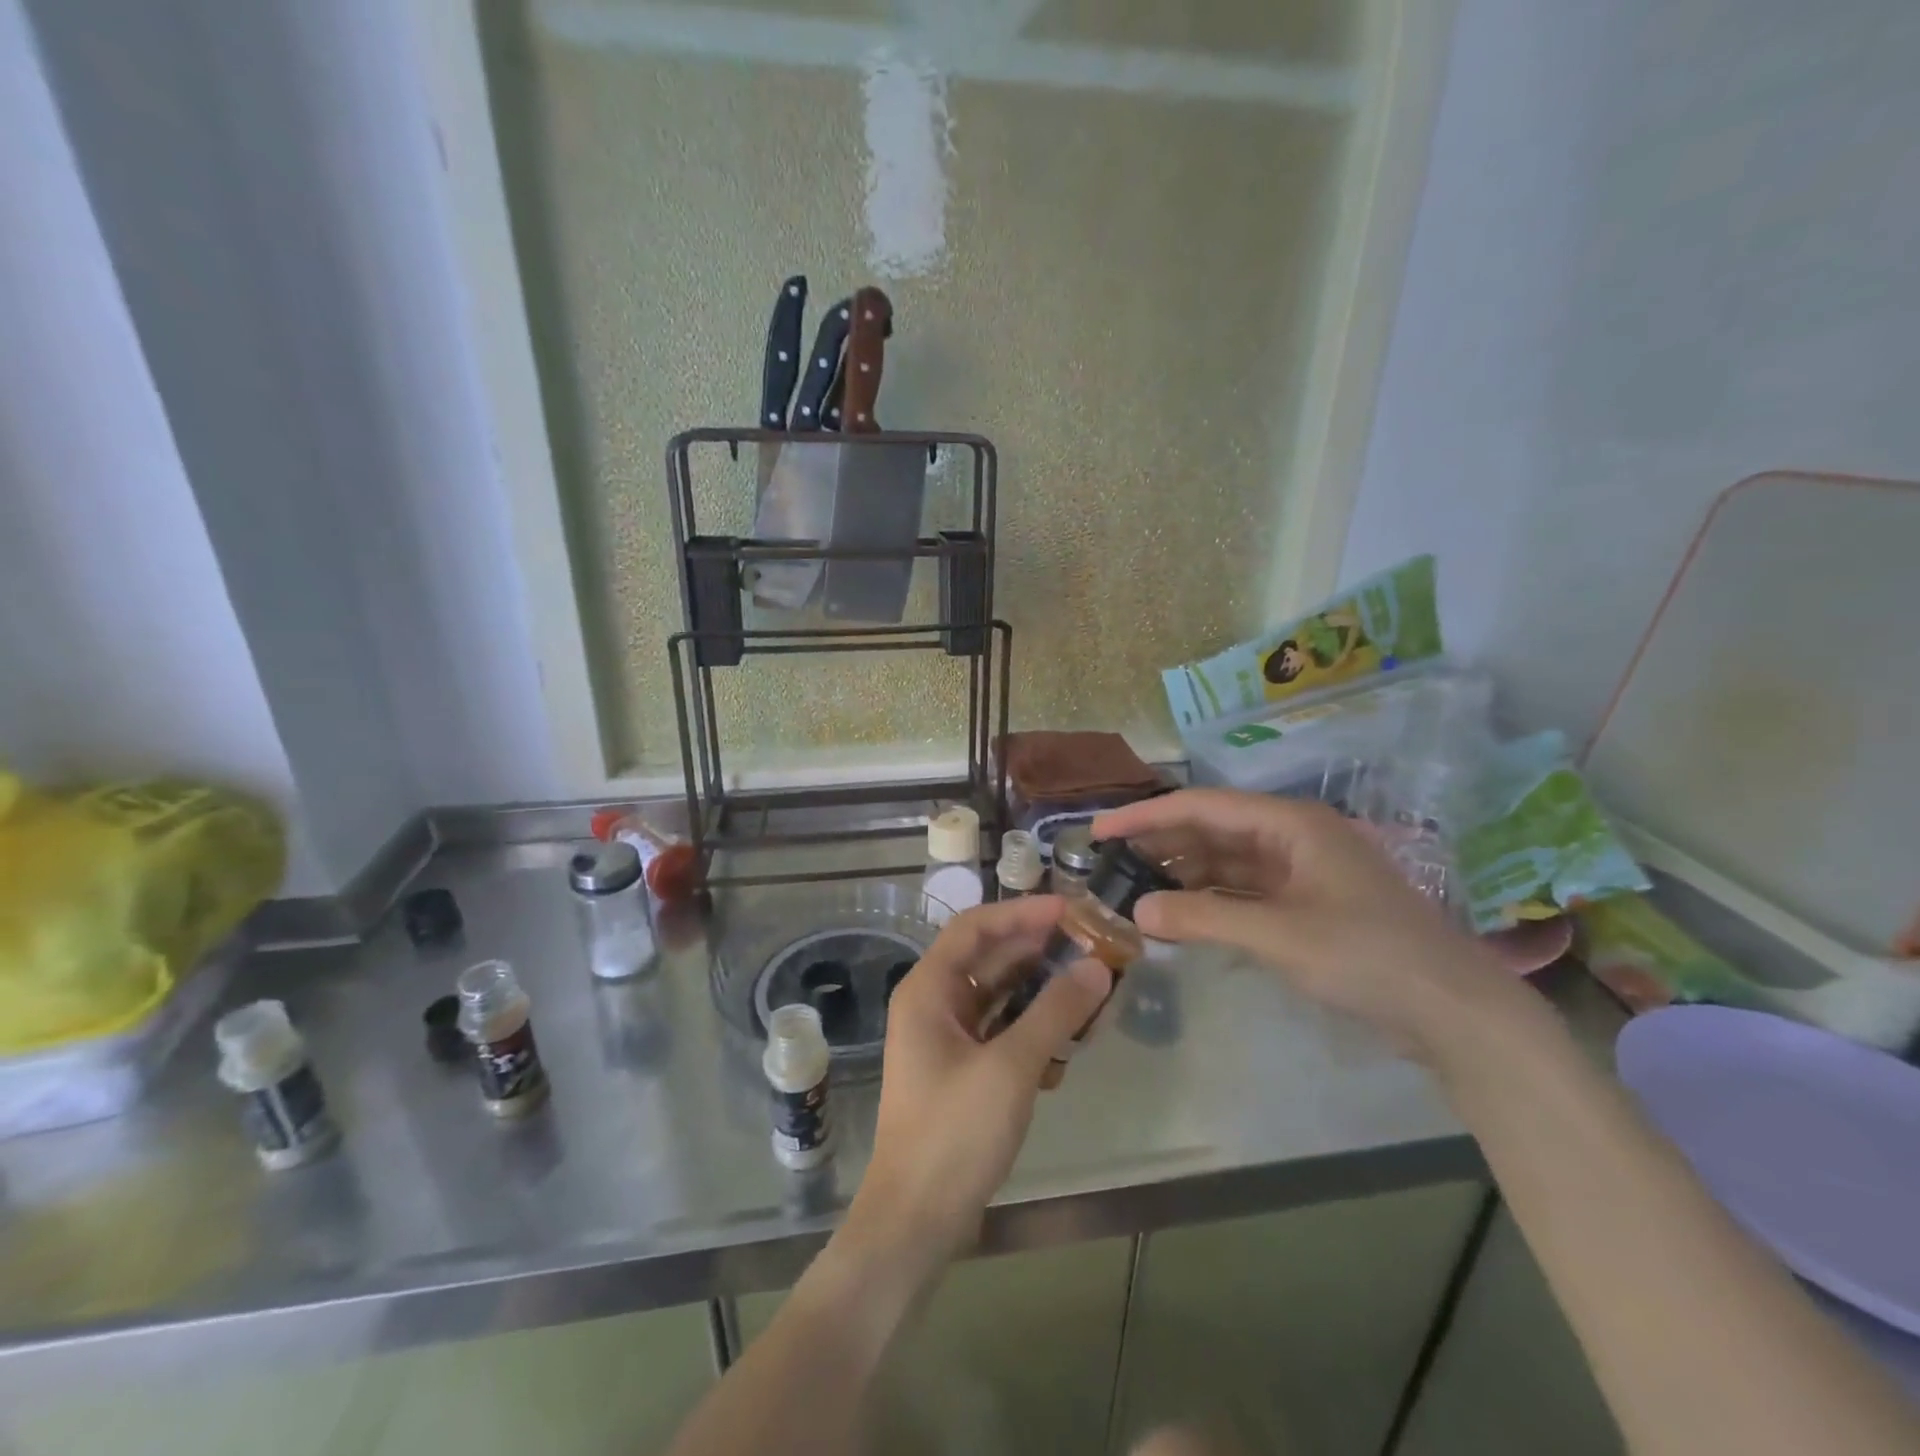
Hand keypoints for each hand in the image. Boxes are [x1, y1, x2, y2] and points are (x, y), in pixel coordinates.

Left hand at [851, 897, 1111, 1266]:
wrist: (915, 1221)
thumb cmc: (954, 1133)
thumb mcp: (1010, 1067)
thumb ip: (1054, 1012)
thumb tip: (1097, 966)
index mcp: (928, 989)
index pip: (975, 927)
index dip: (1022, 912)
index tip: (1070, 910)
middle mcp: (933, 1004)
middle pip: (989, 958)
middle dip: (1038, 950)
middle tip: (1091, 945)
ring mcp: (945, 1039)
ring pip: (998, 996)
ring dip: (1040, 989)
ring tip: (1090, 985)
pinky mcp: (961, 1070)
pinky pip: (1000, 1030)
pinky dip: (1031, 1027)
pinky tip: (1068, 1039)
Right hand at [1092, 789, 1531, 1062]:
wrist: (1455, 1012)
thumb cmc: (1368, 957)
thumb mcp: (1279, 936)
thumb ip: (1204, 918)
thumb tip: (1138, 910)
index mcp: (1290, 823)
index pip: (1201, 806)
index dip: (1145, 815)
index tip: (1098, 830)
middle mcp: (1292, 836)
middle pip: (1211, 829)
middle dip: (1160, 843)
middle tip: (1108, 863)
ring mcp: (1300, 872)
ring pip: (1225, 861)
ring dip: (1182, 873)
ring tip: (1133, 887)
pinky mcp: (1305, 905)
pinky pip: (1242, 891)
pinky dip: (1209, 900)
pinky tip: (1178, 913)